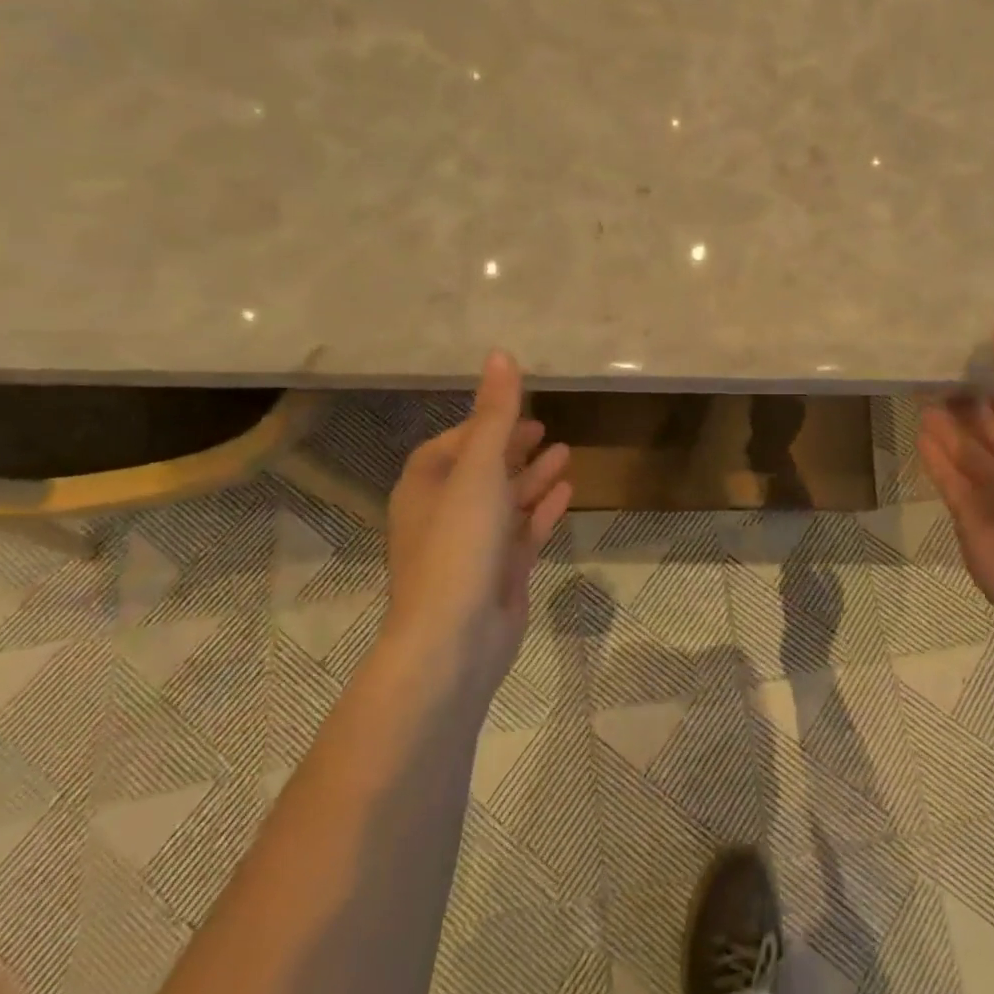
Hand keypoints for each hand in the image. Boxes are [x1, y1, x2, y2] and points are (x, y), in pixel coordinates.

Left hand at [384, 350, 572, 698]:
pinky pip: (523, 531)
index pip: (451, 444)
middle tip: (546, 428)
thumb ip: (494, 414)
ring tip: (567, 452)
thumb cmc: (459, 544)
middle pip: (481, 471)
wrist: (454, 640)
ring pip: (506, 501)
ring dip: (533, 476)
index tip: (515, 410)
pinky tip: (568, 492)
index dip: (482, 425)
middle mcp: (444, 514)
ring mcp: (473, 547)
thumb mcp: (479, 469)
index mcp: (425, 487)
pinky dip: (543, 510)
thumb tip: (500, 354)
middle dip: (512, 448)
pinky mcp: (499, 573)